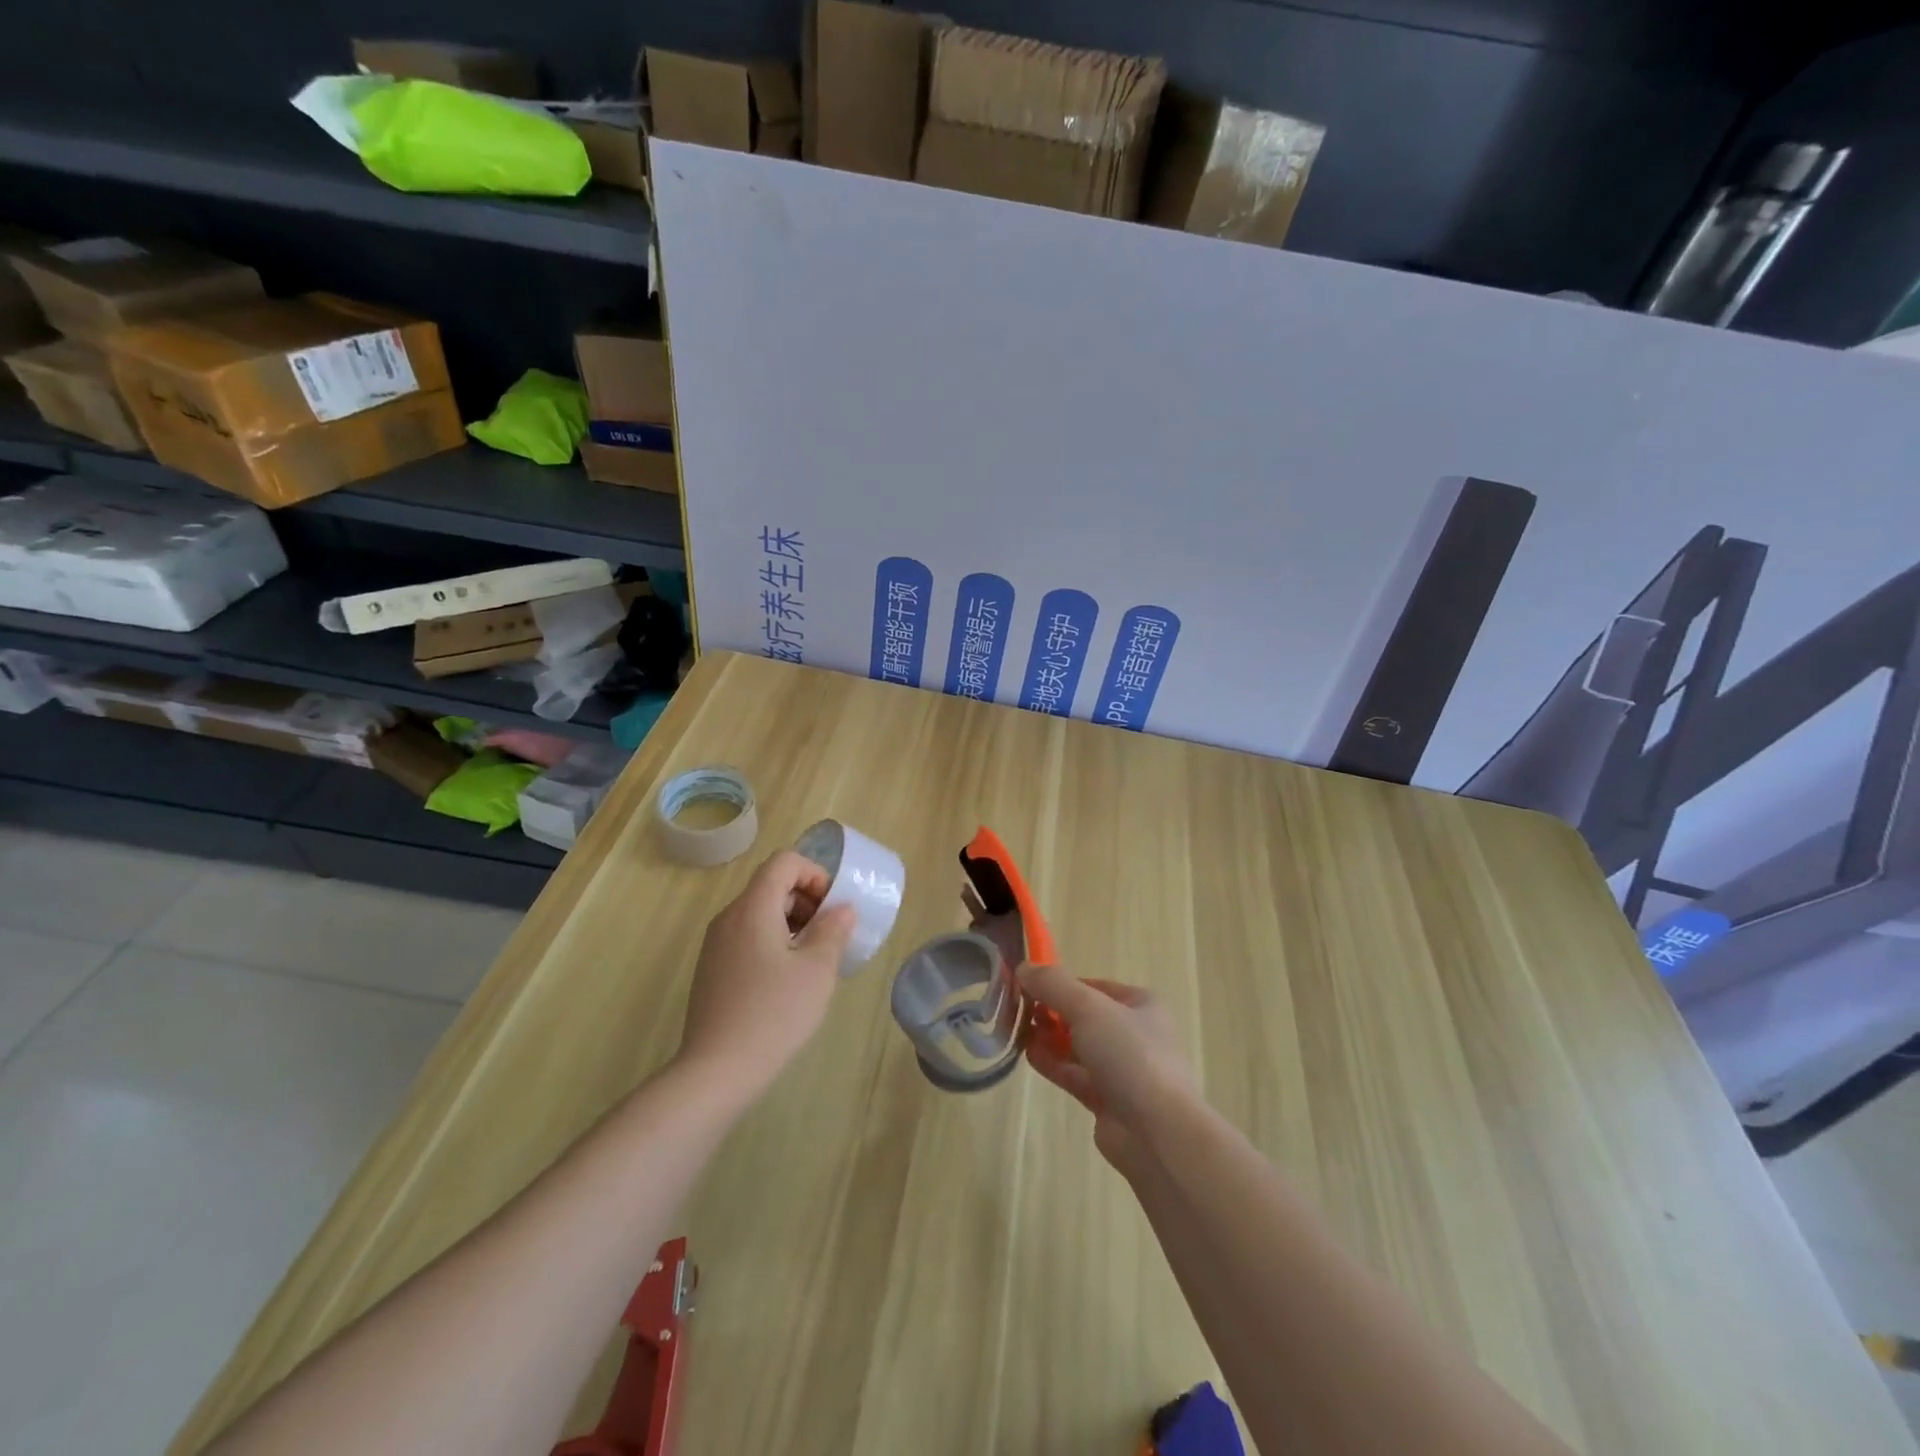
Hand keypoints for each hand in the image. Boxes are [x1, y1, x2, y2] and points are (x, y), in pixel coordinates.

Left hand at [677, 850, 856, 1104]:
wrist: (716, 1071)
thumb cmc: (773, 1014)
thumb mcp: (816, 970)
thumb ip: (833, 931)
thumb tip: (842, 909)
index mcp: (752, 908)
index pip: (784, 862)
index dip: (815, 874)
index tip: (832, 908)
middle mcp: (729, 917)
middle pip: (771, 885)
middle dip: (807, 900)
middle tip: (829, 935)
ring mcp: (715, 944)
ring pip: (759, 913)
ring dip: (792, 923)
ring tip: (812, 960)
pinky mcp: (711, 969)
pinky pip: (746, 937)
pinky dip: (772, 942)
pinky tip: (786, 981)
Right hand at [1018, 965, 1196, 1173]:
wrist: (1158, 1132)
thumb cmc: (1129, 1055)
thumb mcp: (1089, 1008)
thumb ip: (1053, 985)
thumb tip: (1023, 967)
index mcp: (1141, 1004)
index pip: (1093, 986)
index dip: (1061, 984)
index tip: (1028, 986)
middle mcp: (1135, 1034)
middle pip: (1084, 1016)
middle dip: (1052, 1012)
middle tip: (1019, 1010)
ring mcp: (1122, 1070)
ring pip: (1078, 1047)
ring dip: (1049, 1038)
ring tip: (1017, 1030)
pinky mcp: (1108, 1101)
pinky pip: (1075, 1074)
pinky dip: (1053, 1064)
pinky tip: (1028, 1056)